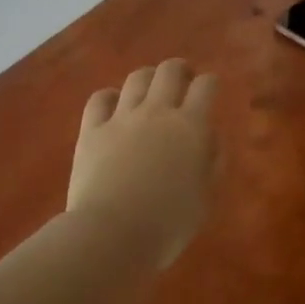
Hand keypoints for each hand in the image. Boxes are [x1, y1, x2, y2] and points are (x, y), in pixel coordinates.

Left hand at [68, 60, 217, 268]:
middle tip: (183, 81)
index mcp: (191, 128)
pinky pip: (100, 98)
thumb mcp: (205, 198)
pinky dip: (109, 96)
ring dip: (148, 78)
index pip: (206, 86)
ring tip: (149, 90)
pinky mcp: (92, 129)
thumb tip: (210, 138)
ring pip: (137, 78)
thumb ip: (212, 163)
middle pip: (170, 71)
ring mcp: (122, 117)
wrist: (112, 234)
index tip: (210, 89)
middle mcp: (157, 112)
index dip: (210, 83)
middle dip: (180, 70)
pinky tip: (113, 105)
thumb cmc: (168, 225)